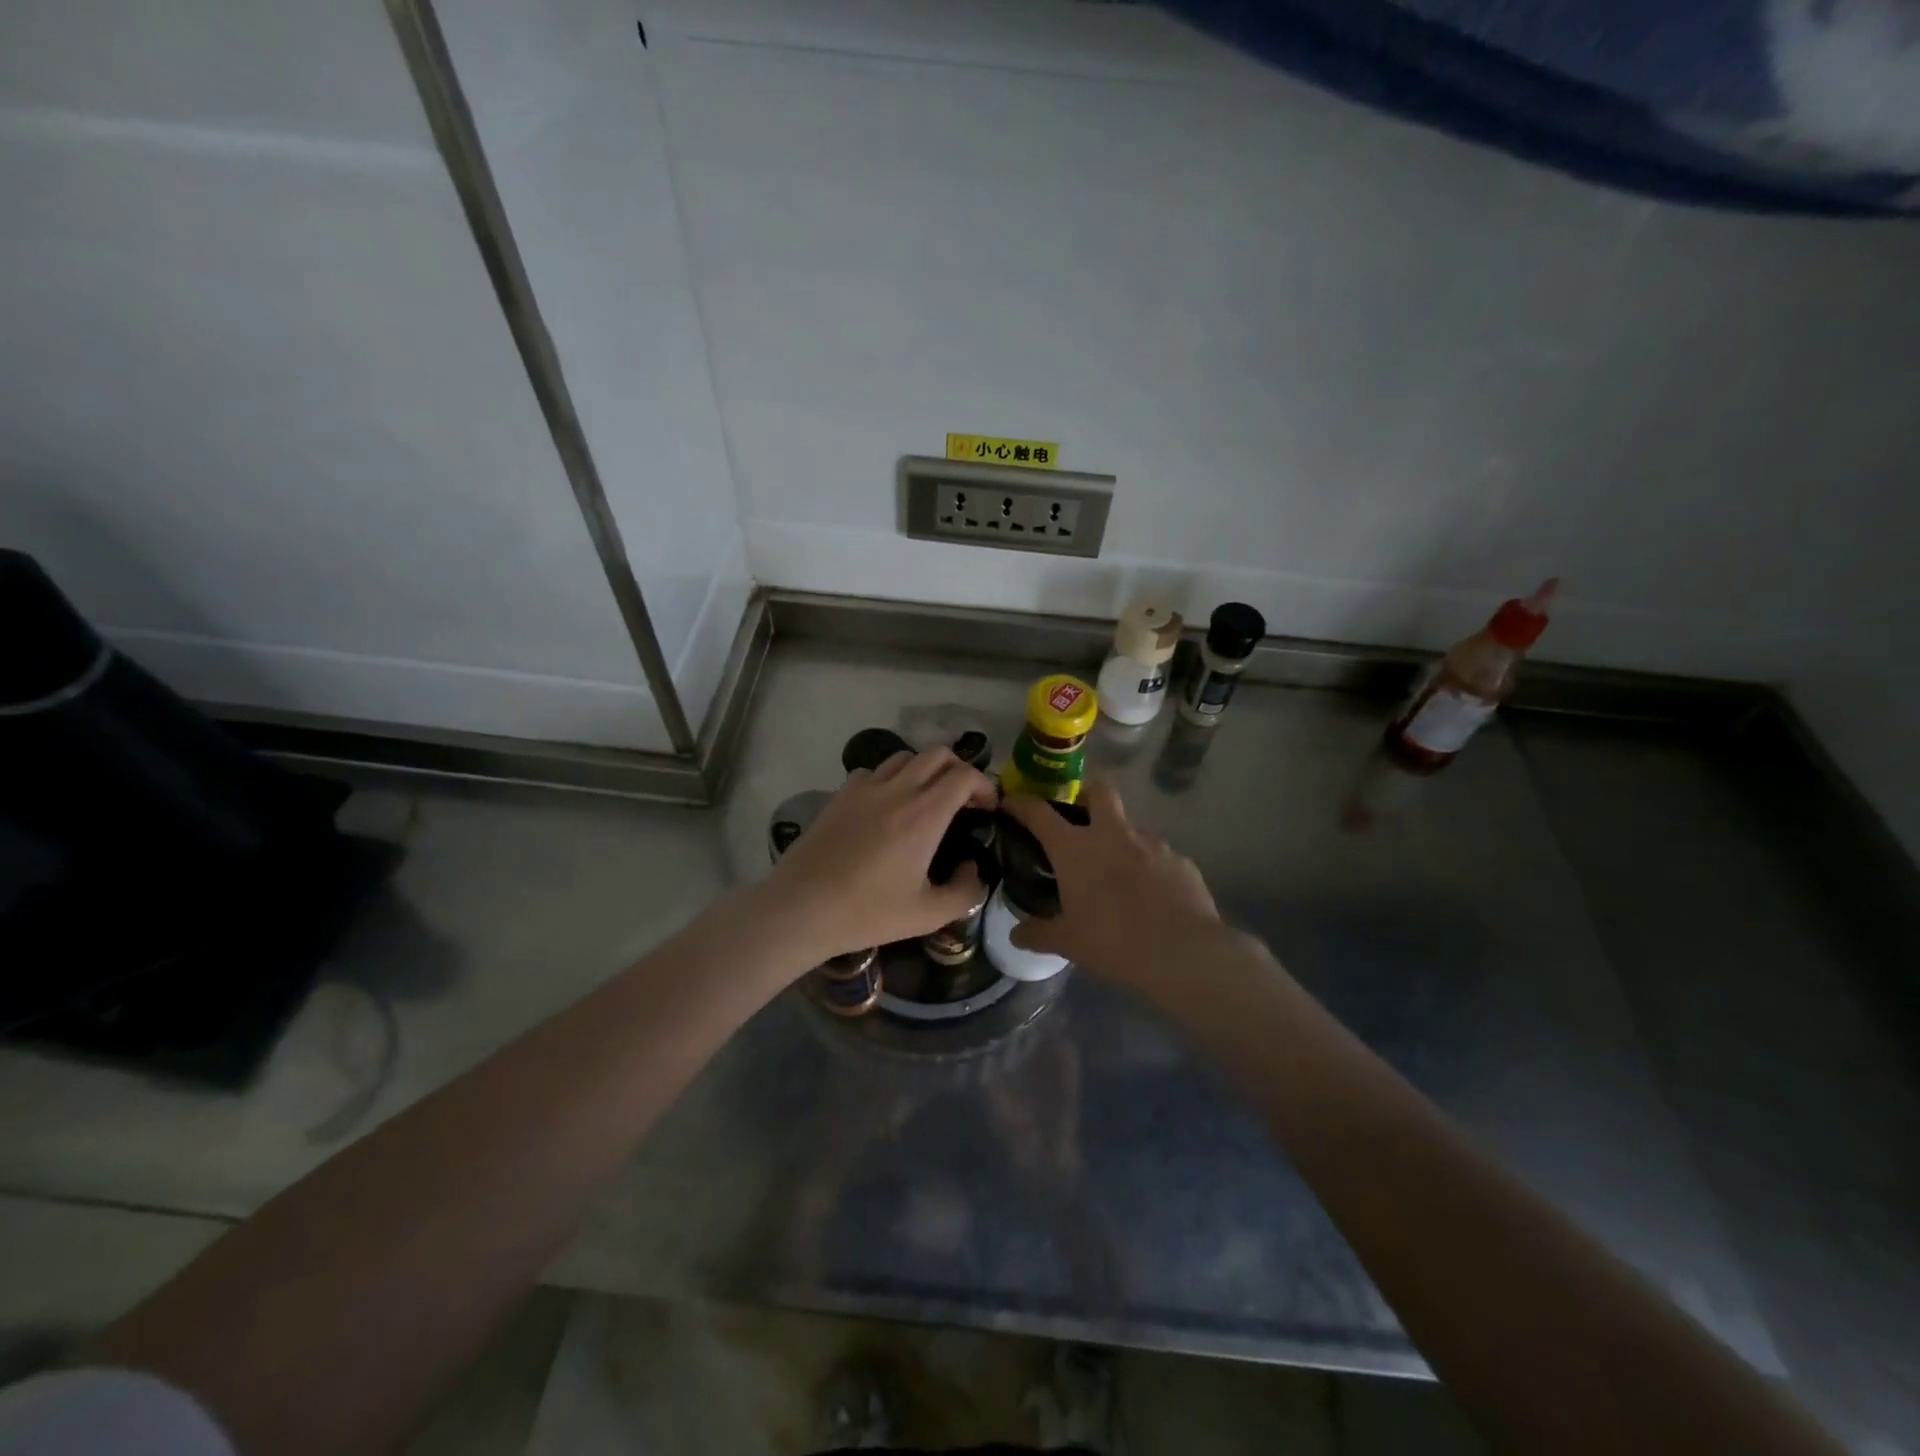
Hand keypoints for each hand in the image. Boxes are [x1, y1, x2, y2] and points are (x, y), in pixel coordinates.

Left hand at [767, 747, 998, 963]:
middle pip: (938, 754)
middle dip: (959, 769)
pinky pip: (874, 771)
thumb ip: (965, 892)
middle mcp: (898, 790)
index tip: (989, 808)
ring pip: (905, 757)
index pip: (964, 775)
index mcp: (924, 814)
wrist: (802, 907)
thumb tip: (974, 870)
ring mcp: (865, 788)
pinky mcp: (840, 795)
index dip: (985, 785)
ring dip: (925, 770)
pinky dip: (890, 778)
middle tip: (963, 799)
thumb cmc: (868, 912)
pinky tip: (886, 805)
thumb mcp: (928, 915)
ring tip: (926, 798)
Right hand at [999, 783, 1225, 991]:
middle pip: (1099, 792)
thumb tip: (1016, 935)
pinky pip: (1159, 855)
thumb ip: (1038, 934)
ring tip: (1117, 871)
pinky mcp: (1181, 860)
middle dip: (1087, 795)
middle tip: (1080, 818)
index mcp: (1076, 849)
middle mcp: (1113, 835)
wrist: (1182, 952)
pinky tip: (1150, 894)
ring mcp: (1152, 844)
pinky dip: (1149, 867)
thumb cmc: (1113, 941)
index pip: (1040, 813)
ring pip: (1131, 826)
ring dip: (1120, 839)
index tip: (1012, 802)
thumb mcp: (1068, 942)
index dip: (1022, 804)